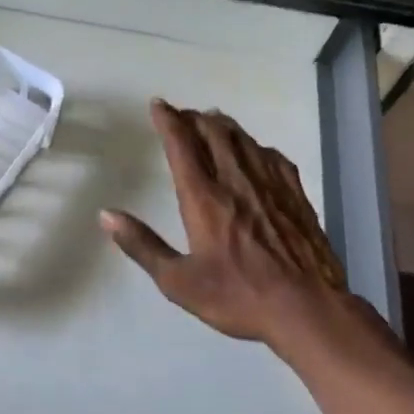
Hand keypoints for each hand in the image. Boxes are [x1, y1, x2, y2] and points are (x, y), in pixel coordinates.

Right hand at [100, 100, 360, 363]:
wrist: (307, 309)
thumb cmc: (238, 297)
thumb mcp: (179, 282)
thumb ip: (142, 245)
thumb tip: (106, 215)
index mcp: (204, 198)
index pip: (181, 144)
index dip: (168, 120)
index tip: (158, 105)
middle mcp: (236, 181)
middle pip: (214, 133)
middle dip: (194, 118)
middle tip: (182, 116)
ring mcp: (270, 185)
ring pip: (243, 140)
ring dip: (223, 125)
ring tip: (212, 122)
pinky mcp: (295, 195)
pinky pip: (272, 156)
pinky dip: (254, 145)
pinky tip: (255, 151)